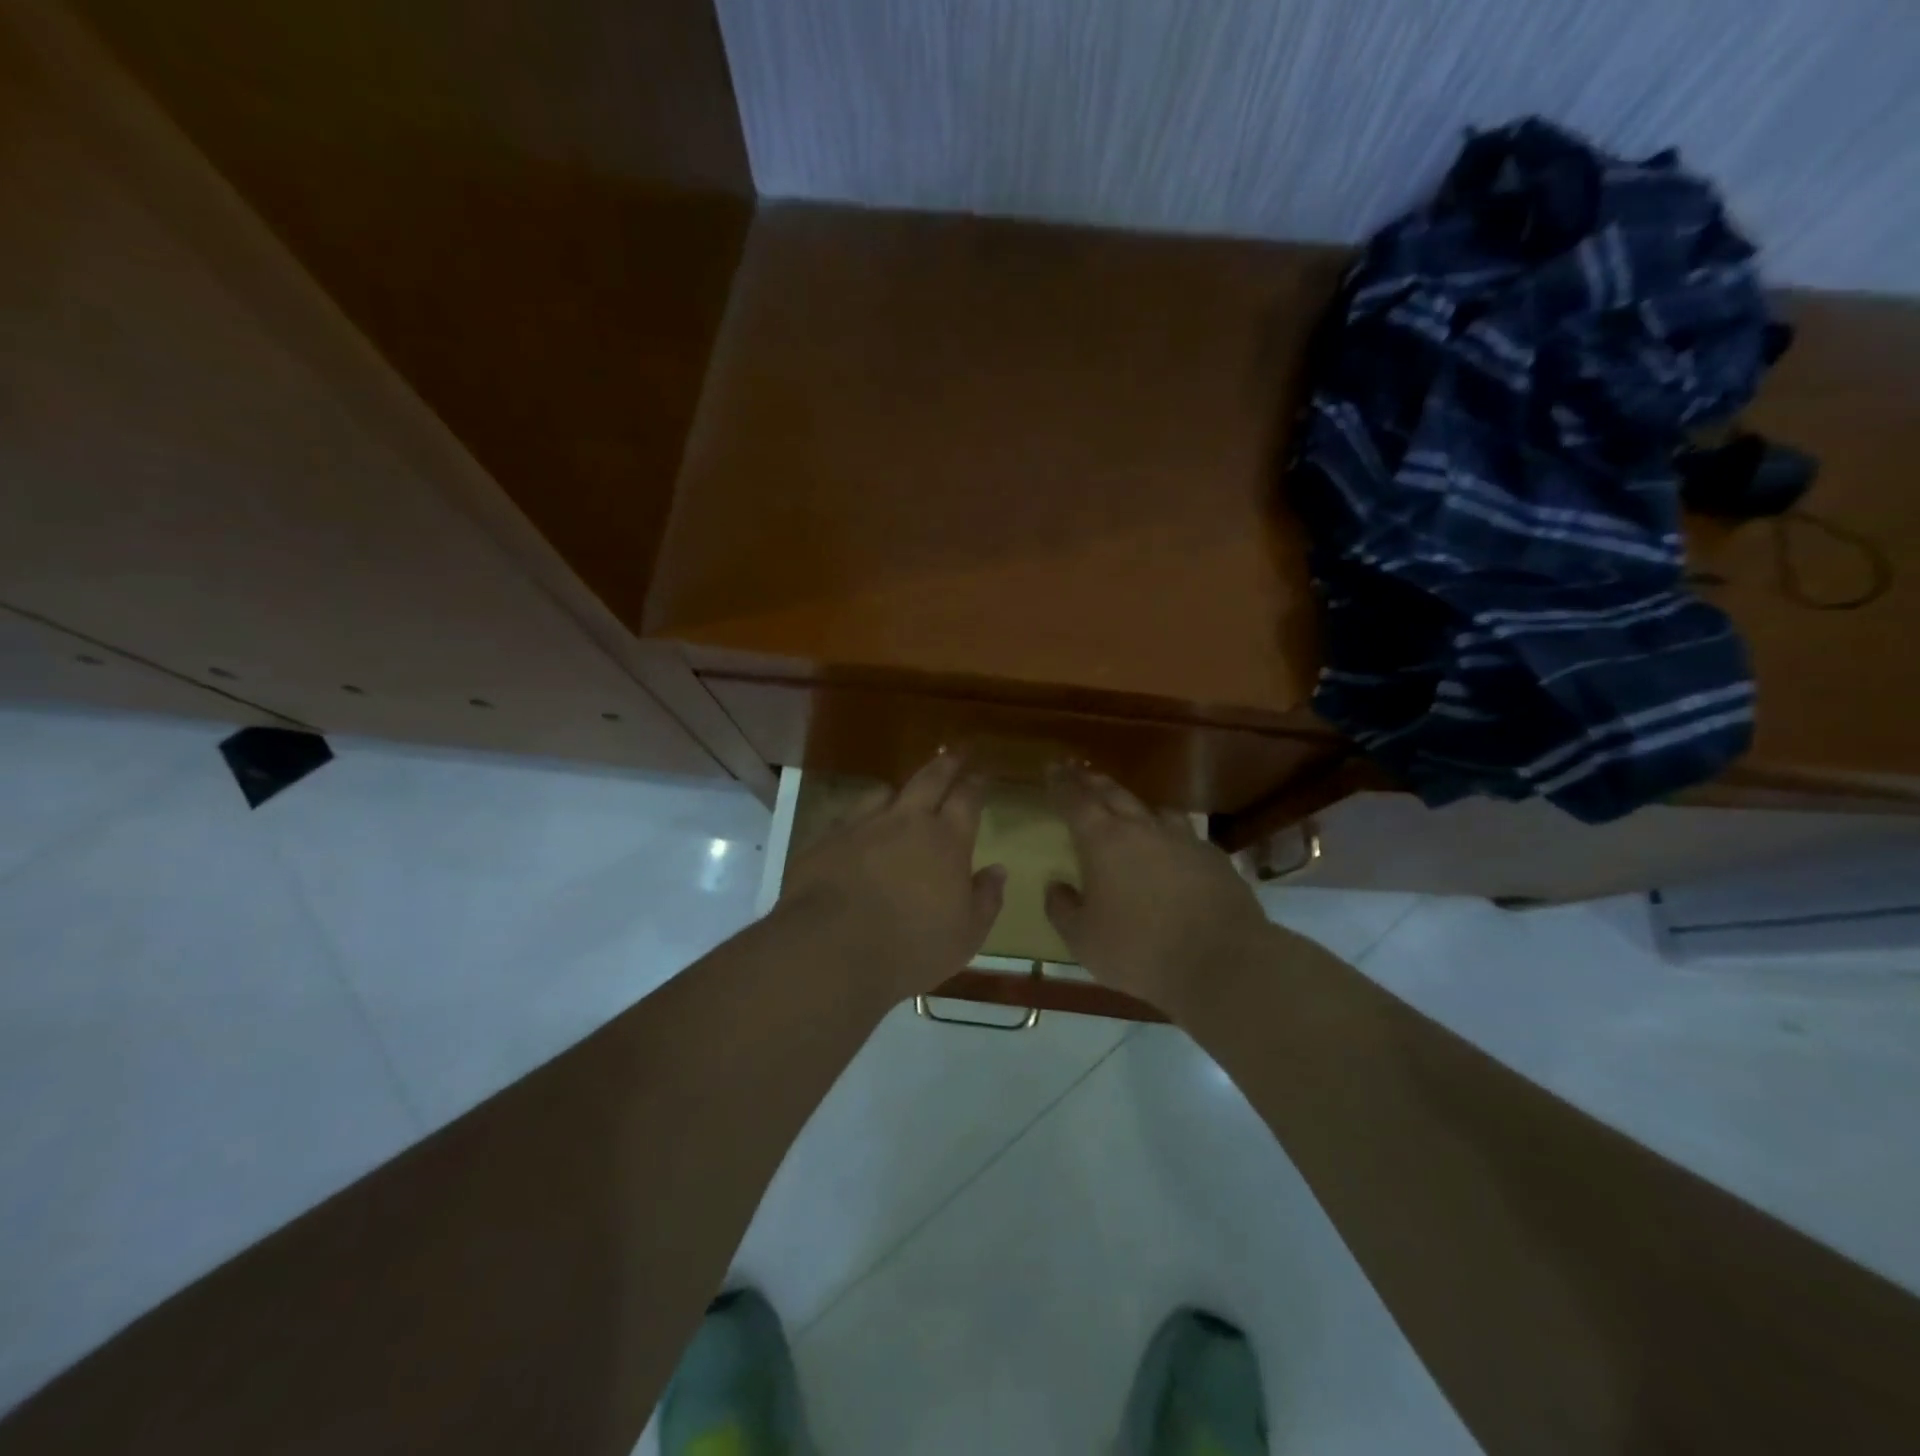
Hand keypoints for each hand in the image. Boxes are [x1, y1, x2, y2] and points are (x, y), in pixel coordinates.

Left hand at [778, 752, 1005, 1001]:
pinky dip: (860, 818)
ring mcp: (862, 825)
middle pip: (929, 779)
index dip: (976, 784)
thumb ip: (985, 899)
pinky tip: (858, 831)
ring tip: (900, 794)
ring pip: (884, 792)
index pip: (967, 799)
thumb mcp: (965, 936)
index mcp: (946, 841)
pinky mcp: (826, 839)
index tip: (981, 775)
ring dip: (898, 791)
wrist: (830, 949)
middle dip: (945, 764)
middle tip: (954, 753)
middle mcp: (906, 821)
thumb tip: (998, 870)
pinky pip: (848, 817)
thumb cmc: (910, 947)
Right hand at [1043, 763, 1275, 1011]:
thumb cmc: (1139, 950)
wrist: (1222, 961)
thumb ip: (1063, 909)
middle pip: (1113, 793)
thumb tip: (1056, 886)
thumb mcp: (1083, 940)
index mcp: (1103, 841)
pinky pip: (1184, 834)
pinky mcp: (1213, 857)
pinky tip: (1171, 847)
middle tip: (1079, 771)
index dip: (1062, 783)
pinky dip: (1168, 833)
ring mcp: (1182, 839)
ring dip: (1133, 803)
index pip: (1076, 800)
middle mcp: (1142, 829)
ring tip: (1126, 806)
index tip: (1053, 768)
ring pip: (1153, 809)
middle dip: (1092, 781)